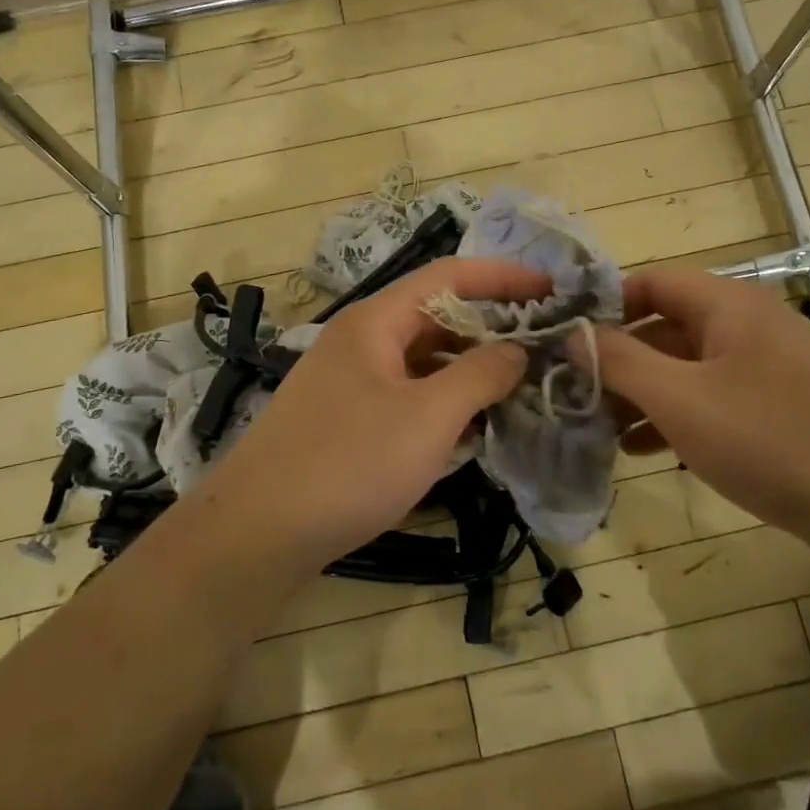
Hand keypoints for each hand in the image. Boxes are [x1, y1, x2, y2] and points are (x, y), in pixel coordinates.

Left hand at [200, 257, 548, 572]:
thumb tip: (518, 349)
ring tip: (519, 385)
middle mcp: (362, 340)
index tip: (552, 288)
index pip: (448, 276)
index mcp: (376, 321)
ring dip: (470, 367)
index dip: (503, 276)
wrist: (257, 533)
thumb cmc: (348, 464)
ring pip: (423, 358)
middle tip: (544, 344)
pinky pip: (408, 393)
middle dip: (491, 326)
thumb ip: (480, 375)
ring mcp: (352, 380)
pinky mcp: (348, 418)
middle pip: (436, 315)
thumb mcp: (427, 417)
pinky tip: (473, 427)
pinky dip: (444, 401)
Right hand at [590, 268, 809, 536]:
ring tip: (599, 428)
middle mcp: (747, 325)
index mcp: (727, 305)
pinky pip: (712, 399)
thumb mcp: (680, 399)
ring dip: (642, 393)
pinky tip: (646, 450)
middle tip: (574, 392)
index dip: (602, 305)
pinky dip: (676, 417)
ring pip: (686, 368)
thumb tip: (572, 334)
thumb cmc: (771, 440)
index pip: (649, 282)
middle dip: (617, 359)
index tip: (562, 338)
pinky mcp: (779, 409)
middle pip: (665, 326)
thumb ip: (620, 361)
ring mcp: (767, 368)